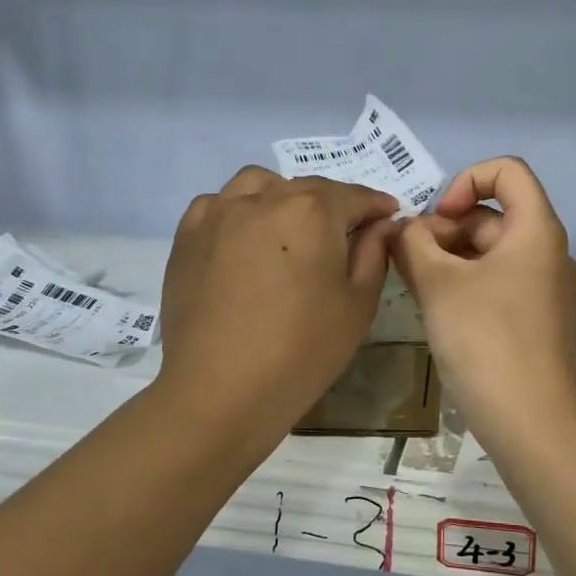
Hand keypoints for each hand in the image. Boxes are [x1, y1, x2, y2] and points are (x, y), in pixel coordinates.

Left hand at [157, 167, 398, 445]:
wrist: (220, 391)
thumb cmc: (302, 351)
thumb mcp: (357, 306)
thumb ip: (373, 255)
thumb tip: (381, 225)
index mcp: (313, 211)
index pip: (354, 196)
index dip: (376, 205)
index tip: (388, 215)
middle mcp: (265, 198)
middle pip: (308, 188)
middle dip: (333, 204)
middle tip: (344, 233)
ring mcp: (220, 214)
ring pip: (258, 184)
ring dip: (281, 196)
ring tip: (288, 227)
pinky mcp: (187, 236)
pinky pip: (215, 204)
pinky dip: (235, 210)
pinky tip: (242, 238)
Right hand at [390, 157, 575, 440]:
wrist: (531, 422)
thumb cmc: (486, 339)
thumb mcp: (439, 284)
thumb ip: (413, 244)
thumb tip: (402, 228)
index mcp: (536, 230)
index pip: (507, 171)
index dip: (466, 181)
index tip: (437, 218)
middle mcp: (546, 251)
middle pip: (492, 214)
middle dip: (445, 227)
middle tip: (410, 259)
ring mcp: (542, 287)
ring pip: (489, 251)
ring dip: (448, 256)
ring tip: (413, 283)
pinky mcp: (532, 318)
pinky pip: (495, 281)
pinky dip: (463, 282)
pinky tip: (432, 305)